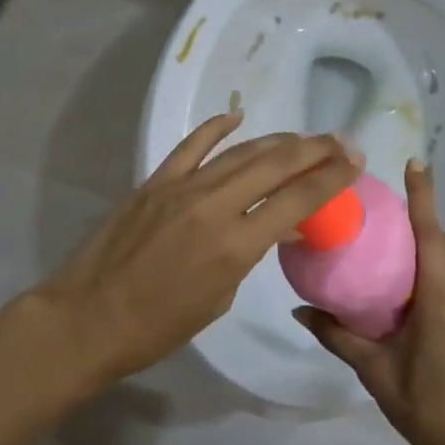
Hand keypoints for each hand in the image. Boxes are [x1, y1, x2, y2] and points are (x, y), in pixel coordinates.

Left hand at [28, 112, 360, 390]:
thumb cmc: (158, 327)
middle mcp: (214, 206)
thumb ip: (248, 254)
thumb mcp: (219, 299)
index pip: (297, 201)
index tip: (355, 161)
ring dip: (277, 141)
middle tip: (340, 141)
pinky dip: (215, 128)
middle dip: (313, 149)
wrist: (89, 317)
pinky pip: (191, 146)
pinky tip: (236, 117)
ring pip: (240, 152)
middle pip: (275, 164)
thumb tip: (273, 225)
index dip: (331, 178)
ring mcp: (181, 188)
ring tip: (304, 137)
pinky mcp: (154, 181)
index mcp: (235, 246)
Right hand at [296, 160, 444, 444]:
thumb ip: (339, 336)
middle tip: (386, 212)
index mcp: (441, 303)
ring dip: (429, 250)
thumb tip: (300, 310)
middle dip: (421, 222)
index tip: (417, 163)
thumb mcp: (377, 374)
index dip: (423, 198)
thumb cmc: (427, 411)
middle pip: (444, 245)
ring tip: (395, 250)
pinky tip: (415, 292)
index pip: (431, 237)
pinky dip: (439, 274)